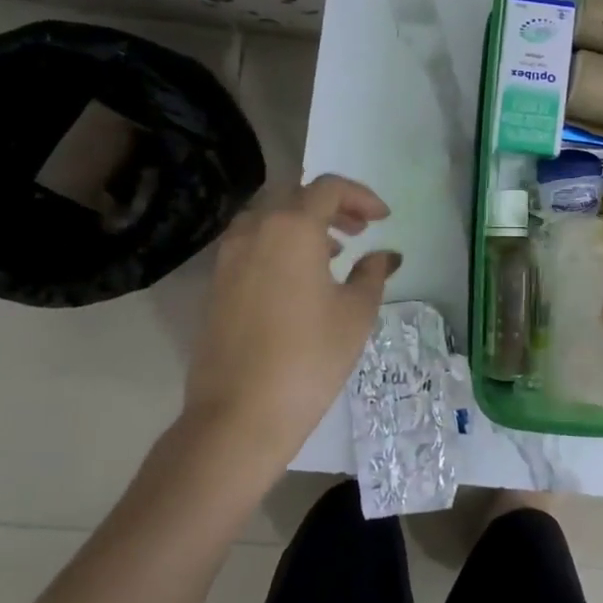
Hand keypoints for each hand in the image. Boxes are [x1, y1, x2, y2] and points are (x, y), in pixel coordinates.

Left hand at [173, 175, 399, 489]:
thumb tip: (385, 256)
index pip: (329, 188)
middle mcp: (255, 231)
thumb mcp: (356, 313)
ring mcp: (229, 257)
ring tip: (332, 253)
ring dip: (302, 224)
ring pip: (269, 219)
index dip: (361, 196)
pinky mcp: (217, 285)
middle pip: (295, 196)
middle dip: (332, 206)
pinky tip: (299, 279)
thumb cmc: (310, 357)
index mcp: (292, 228)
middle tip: (360, 230)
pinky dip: (279, 245)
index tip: (383, 218)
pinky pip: (252, 245)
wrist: (240, 414)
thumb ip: (372, 274)